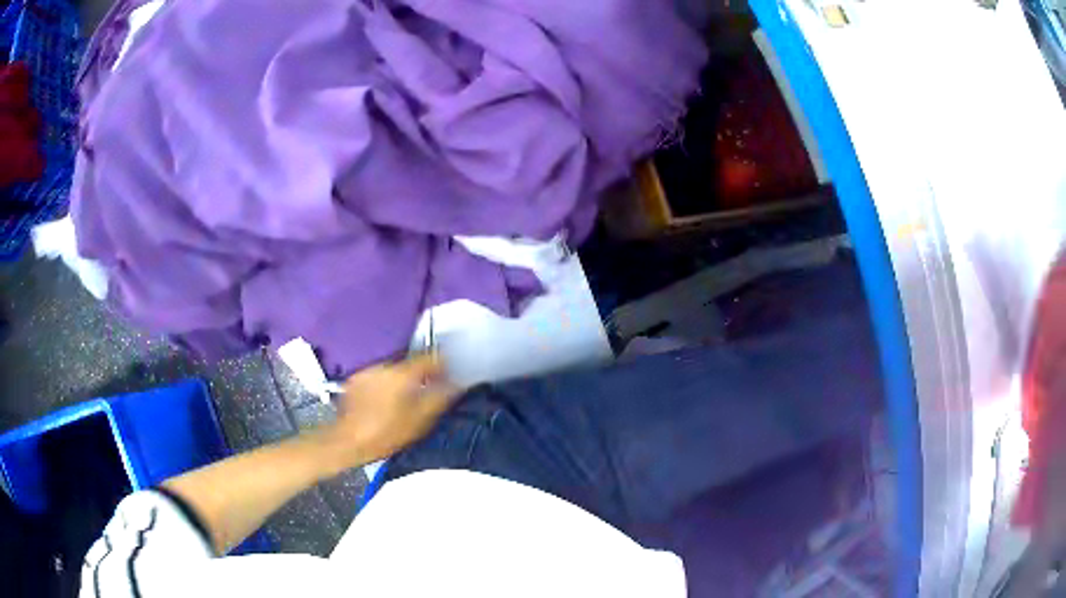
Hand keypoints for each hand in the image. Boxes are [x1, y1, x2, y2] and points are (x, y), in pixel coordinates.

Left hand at [315, 354, 460, 474]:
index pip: (430, 358)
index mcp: (403, 374)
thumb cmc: (386, 433)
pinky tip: (385, 403)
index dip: (443, 364)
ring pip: (393, 371)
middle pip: (410, 365)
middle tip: (428, 393)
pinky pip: (378, 378)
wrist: (347, 441)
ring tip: (405, 401)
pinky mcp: (355, 381)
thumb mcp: (420, 421)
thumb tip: (457, 384)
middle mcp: (384, 366)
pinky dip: (385, 386)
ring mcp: (367, 371)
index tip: (450, 374)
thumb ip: (441, 399)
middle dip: (420, 376)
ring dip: (401, 381)